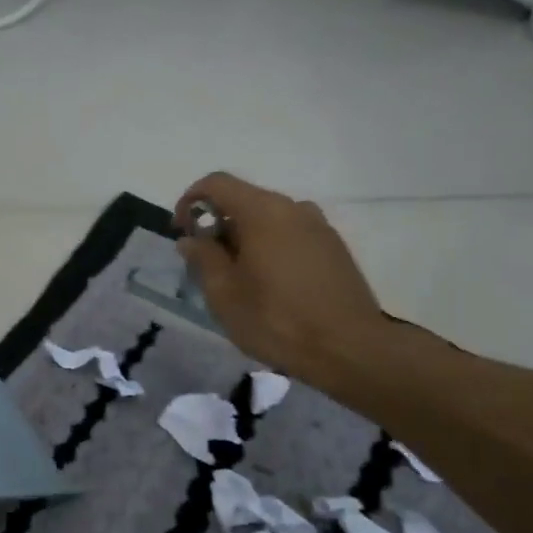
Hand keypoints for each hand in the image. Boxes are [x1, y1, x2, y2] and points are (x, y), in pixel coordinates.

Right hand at [175, 173, 389, 383]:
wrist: (350, 349)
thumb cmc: (277, 321)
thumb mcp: (225, 295)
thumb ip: (203, 259)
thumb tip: (191, 239)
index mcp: (263, 212)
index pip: (217, 184)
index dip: (190, 201)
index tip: (181, 232)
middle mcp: (294, 208)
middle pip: (244, 201)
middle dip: (218, 226)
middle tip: (207, 266)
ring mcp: (319, 227)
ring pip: (269, 220)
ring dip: (245, 240)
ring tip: (239, 280)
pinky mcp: (334, 248)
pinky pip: (291, 235)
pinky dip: (271, 249)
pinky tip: (270, 286)